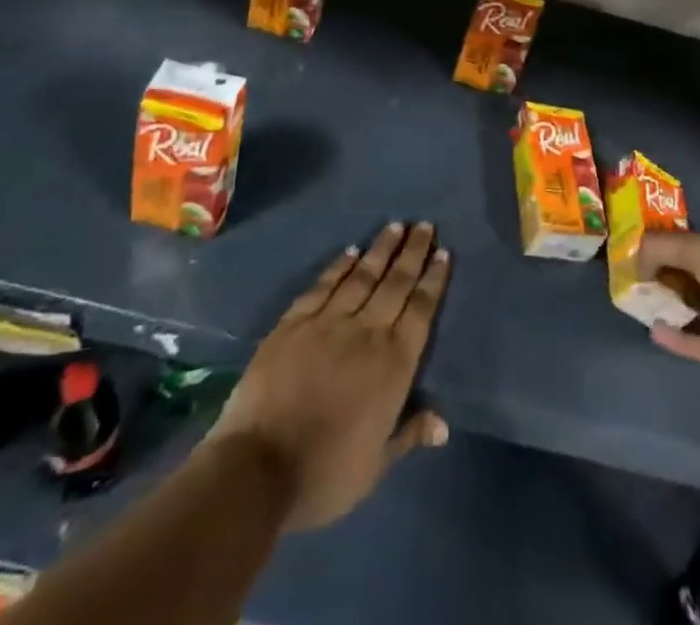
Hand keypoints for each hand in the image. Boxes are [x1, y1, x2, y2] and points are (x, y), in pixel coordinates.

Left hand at [207, 222, 450, 530]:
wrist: (256, 469)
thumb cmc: (324, 474)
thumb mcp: (375, 465)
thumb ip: (409, 435)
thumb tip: (444, 424)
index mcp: (393, 364)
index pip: (421, 311)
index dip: (433, 280)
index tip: (443, 252)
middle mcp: (367, 332)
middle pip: (396, 283)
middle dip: (413, 252)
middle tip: (425, 225)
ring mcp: (328, 323)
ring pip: (362, 276)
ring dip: (380, 249)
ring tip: (395, 226)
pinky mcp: (294, 323)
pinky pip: (322, 286)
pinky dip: (338, 266)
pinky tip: (350, 251)